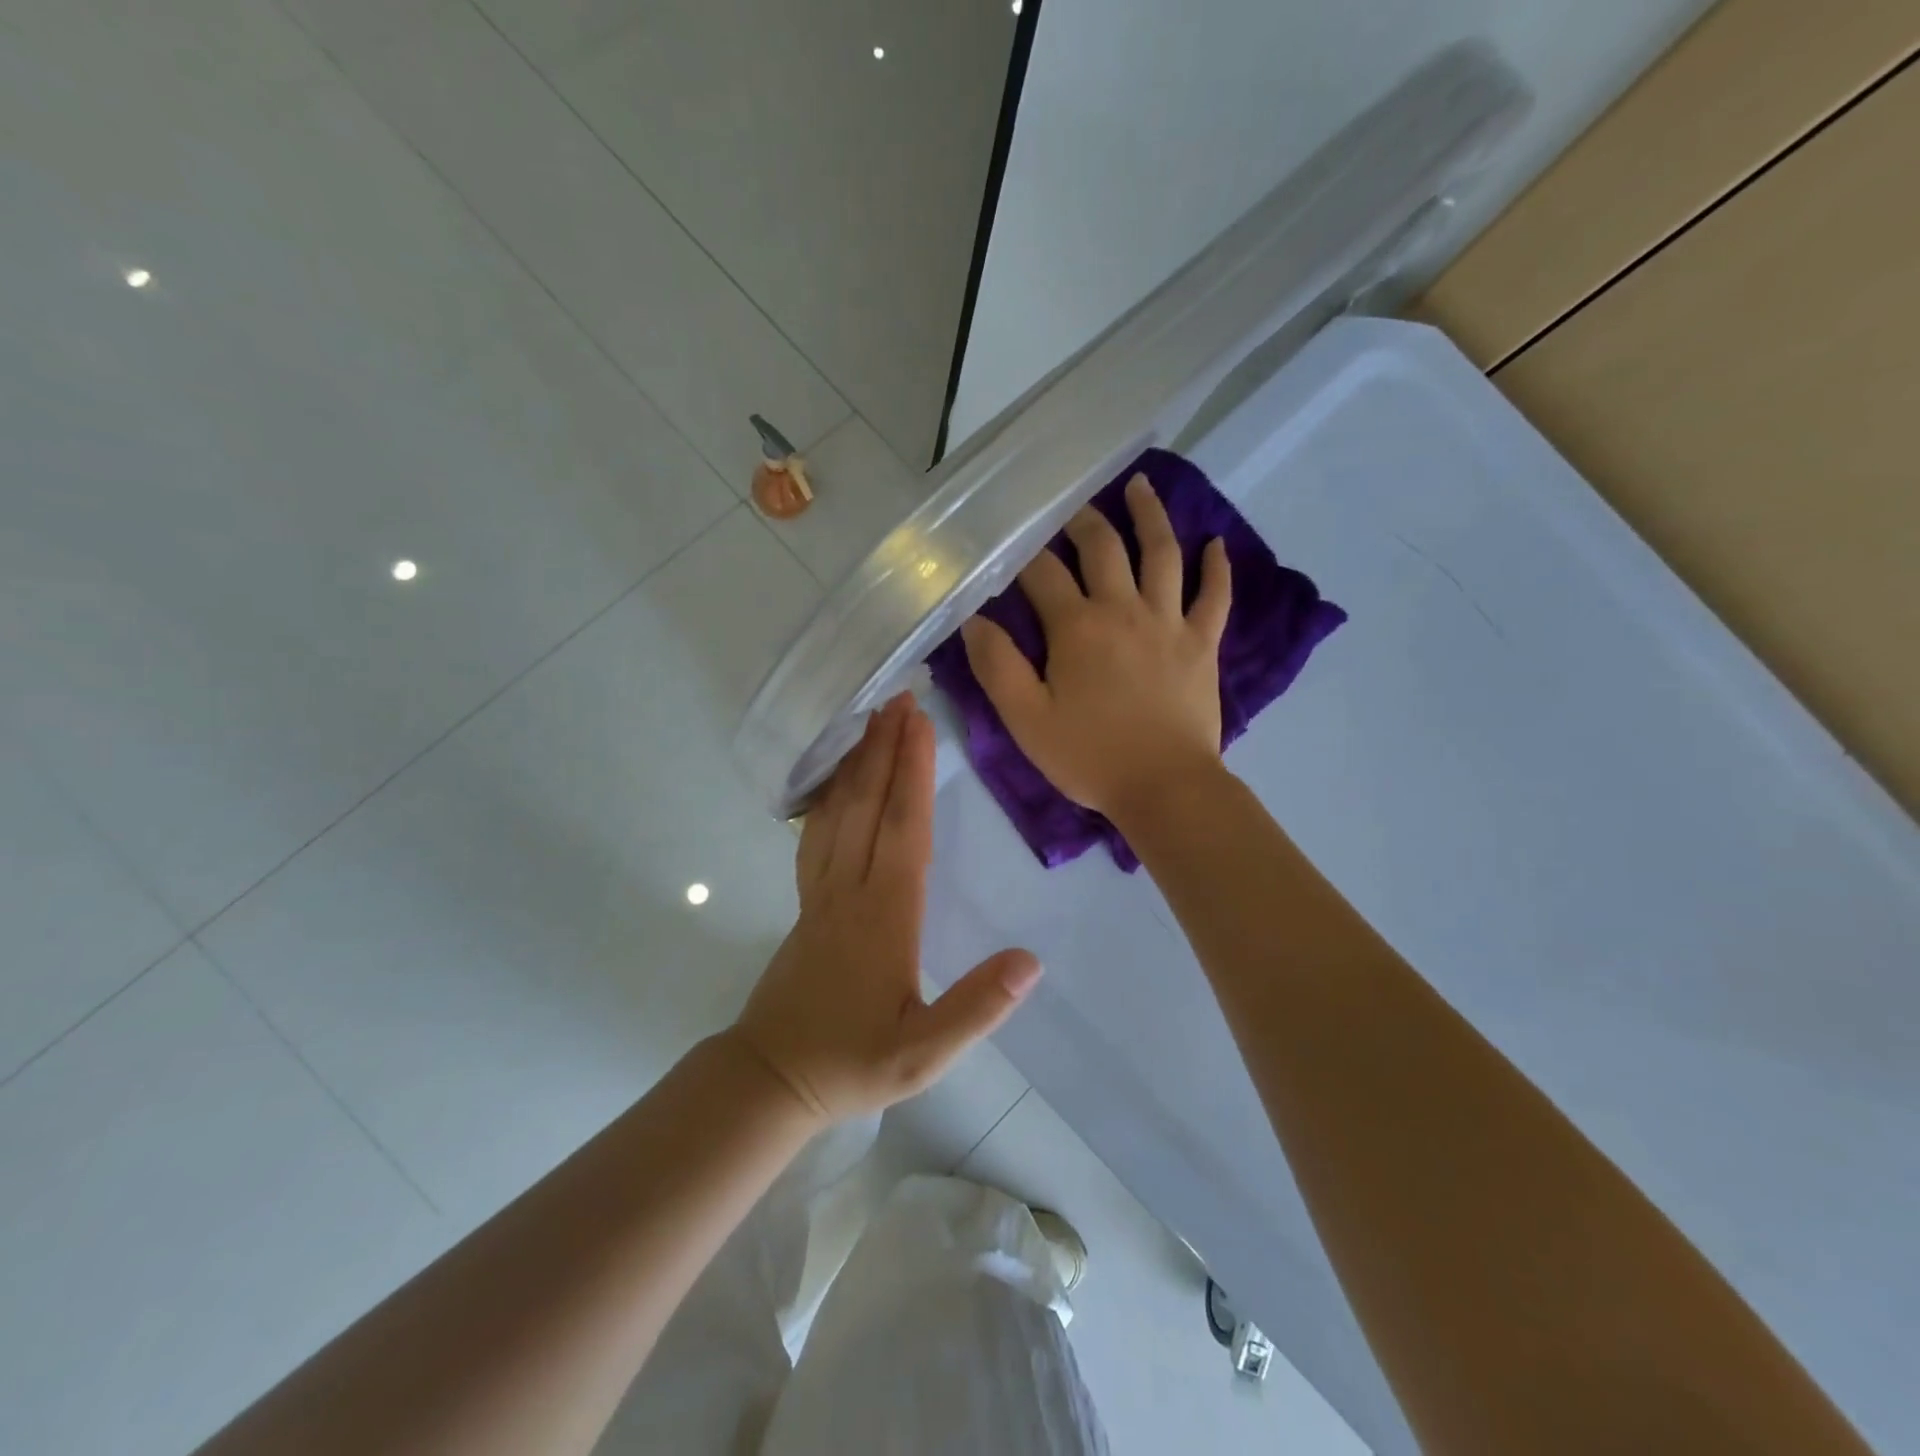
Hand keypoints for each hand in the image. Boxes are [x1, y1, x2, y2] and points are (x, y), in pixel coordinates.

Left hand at [730, 694, 1040, 1123]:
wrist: (772, 1079)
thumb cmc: (853, 1064)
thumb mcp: (924, 1054)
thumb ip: (976, 1008)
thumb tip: (1031, 960)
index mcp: (883, 916)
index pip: (902, 830)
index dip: (912, 774)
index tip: (920, 724)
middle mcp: (847, 890)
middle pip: (867, 805)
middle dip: (885, 748)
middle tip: (899, 697)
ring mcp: (820, 893)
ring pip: (836, 812)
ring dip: (857, 762)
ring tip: (871, 720)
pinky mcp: (806, 901)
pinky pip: (816, 832)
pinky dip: (828, 795)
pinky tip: (836, 780)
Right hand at [961, 473, 1231, 822]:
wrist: (1164, 787)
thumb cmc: (1089, 756)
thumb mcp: (1026, 719)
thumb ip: (997, 666)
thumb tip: (975, 620)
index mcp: (1076, 626)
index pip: (1043, 572)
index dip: (1025, 553)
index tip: (1013, 542)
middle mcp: (1123, 609)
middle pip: (1103, 548)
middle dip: (1082, 521)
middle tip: (1072, 506)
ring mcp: (1169, 622)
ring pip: (1162, 554)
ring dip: (1150, 516)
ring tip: (1140, 486)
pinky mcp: (1202, 643)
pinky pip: (1214, 596)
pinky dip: (1216, 568)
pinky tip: (1216, 544)